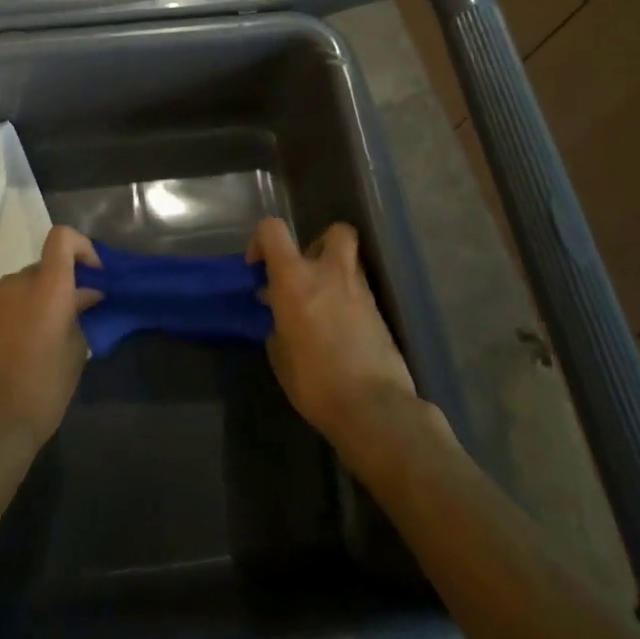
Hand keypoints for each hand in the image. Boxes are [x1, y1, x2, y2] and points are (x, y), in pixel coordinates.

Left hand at [0, 225, 101, 451]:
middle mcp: (14, 284)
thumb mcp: (76, 352)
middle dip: (53, 287)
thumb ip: (79, 314)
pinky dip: (1, 322)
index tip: (90, 273)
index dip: (79, 247)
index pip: (62, 238)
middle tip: (62, 319)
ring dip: (26, 305)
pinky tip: (3, 354)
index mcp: (47, 287)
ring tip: (30, 341)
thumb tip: (84, 295)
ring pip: (12, 291)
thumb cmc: (44, 390)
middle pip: (38, 270)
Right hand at [248, 218, 416, 444]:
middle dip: (319, 244)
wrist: (373, 408)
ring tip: (322, 307)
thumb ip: (278, 325)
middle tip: (305, 274)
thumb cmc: (314, 381)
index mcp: (295, 278)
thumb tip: (282, 319)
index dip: (260, 241)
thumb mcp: (280, 355)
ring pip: (350, 262)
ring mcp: (360, 291)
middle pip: (335, 231)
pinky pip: (360, 294)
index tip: (258, 268)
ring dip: (334, 276)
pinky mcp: (381, 313)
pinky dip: (348, 303)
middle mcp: (329, 273)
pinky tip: (340, 332)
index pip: (273, 230)